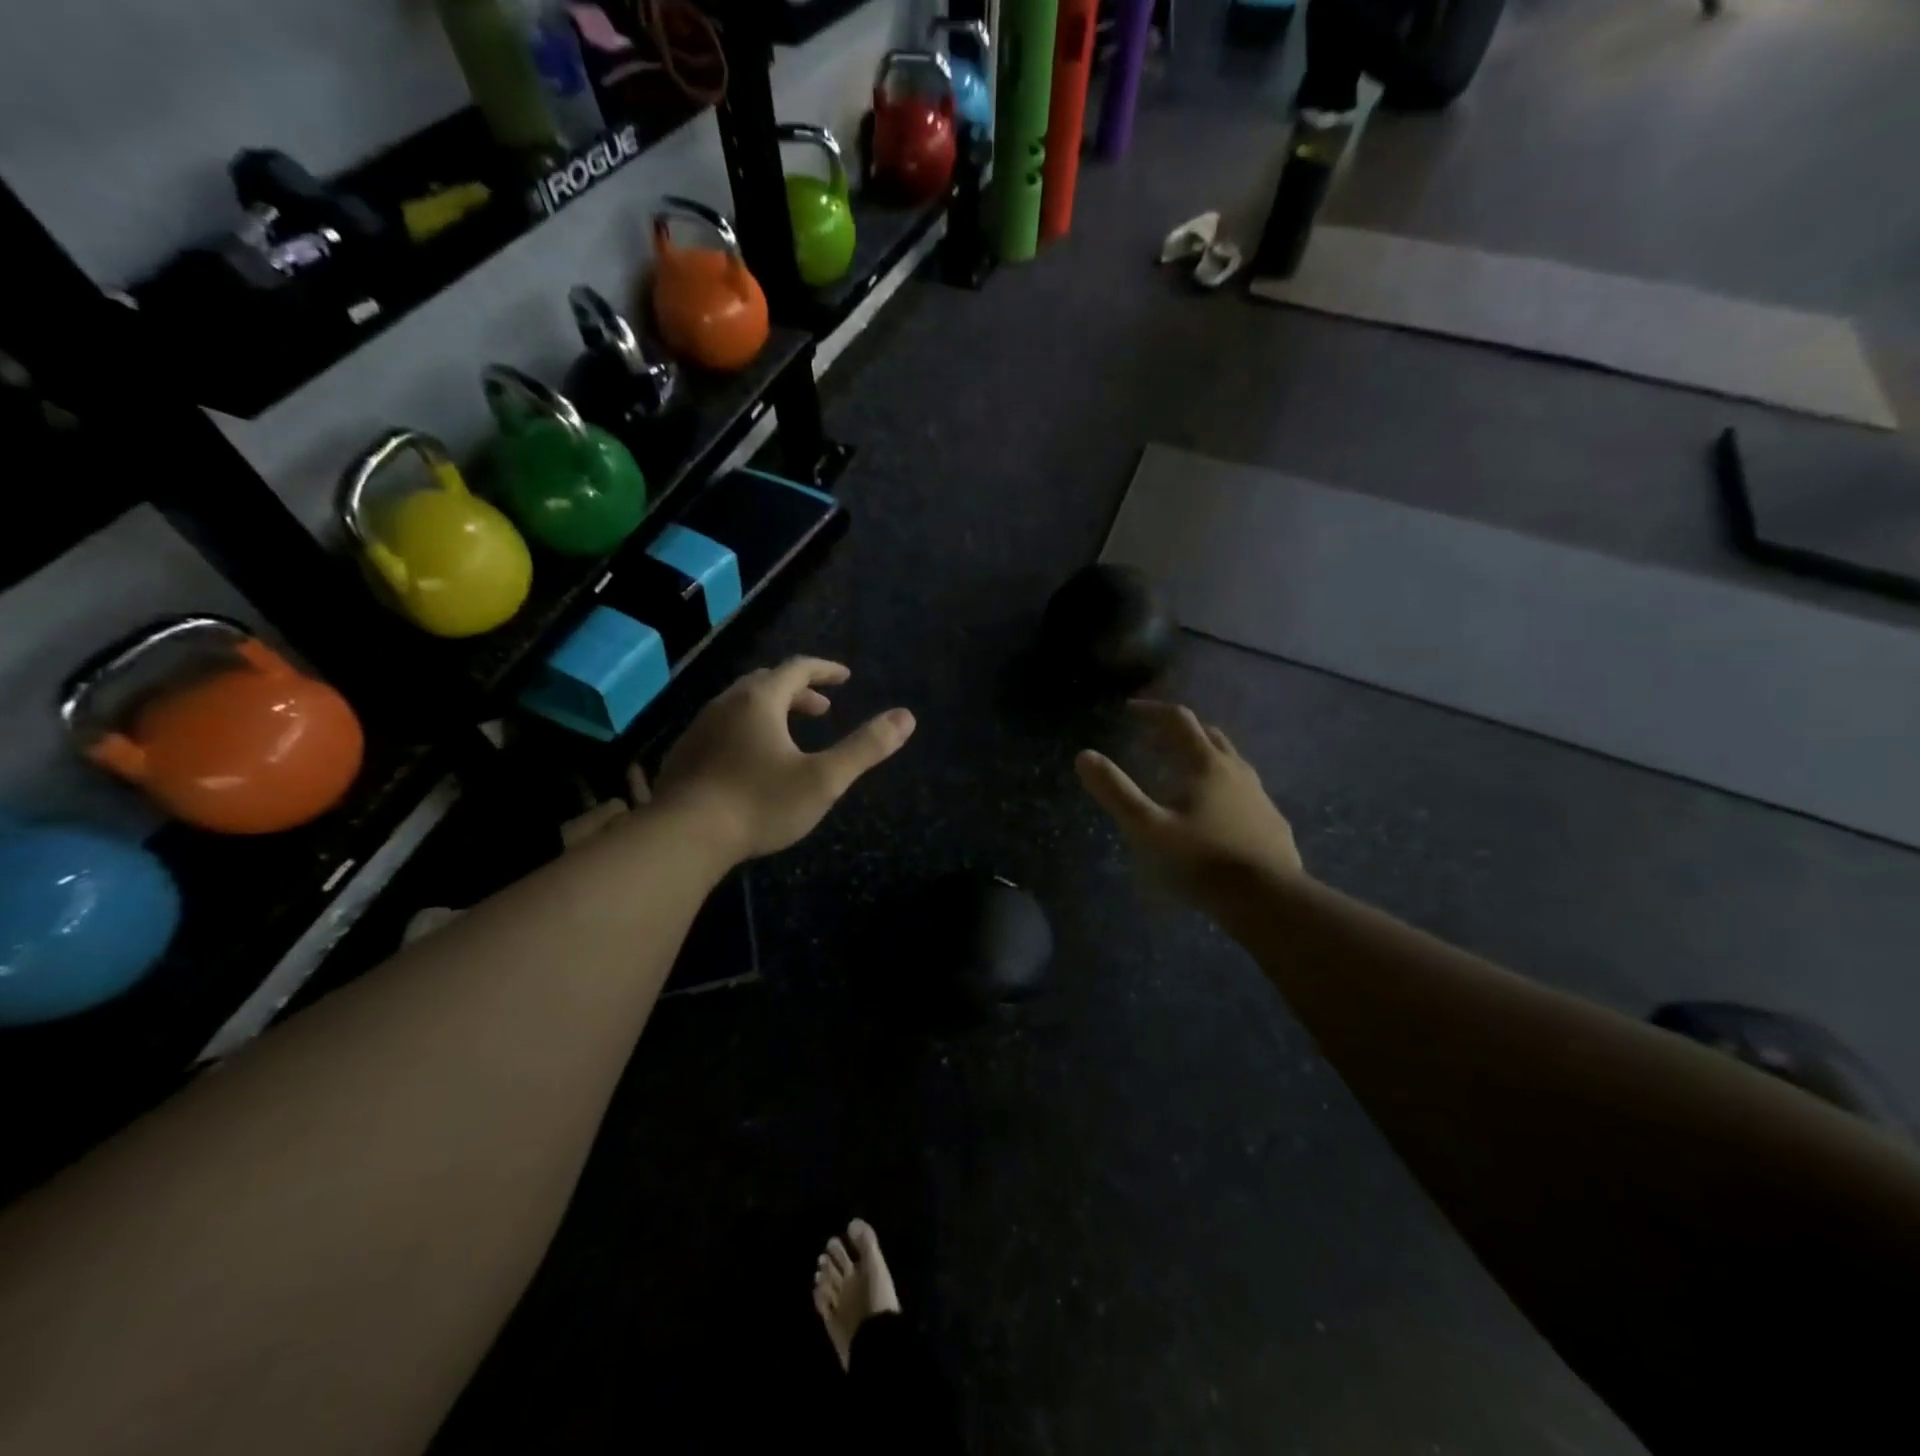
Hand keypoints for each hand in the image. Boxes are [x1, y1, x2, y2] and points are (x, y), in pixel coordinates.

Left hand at [653, 657, 915, 861]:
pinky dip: (746, 730)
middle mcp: (726, 704)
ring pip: (740, 705)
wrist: (684, 837)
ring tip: (789, 735)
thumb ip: (866, 747)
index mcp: (760, 700)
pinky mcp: (683, 755)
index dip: (825, 669)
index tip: (845, 677)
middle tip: (821, 710)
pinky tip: (750, 761)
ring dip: (771, 710)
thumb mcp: (824, 778)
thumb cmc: (760, 803)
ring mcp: (699, 728)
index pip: (797, 668)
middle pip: (766, 683)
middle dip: (798, 691)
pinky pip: (721, 727)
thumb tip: (906, 717)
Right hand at [1075, 701, 1302, 899]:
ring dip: (1203, 757)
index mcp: (1206, 765)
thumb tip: (1084, 756)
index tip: (1130, 709)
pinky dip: (1221, 787)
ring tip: (1181, 775)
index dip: (1152, 710)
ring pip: (1230, 762)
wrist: (1270, 900)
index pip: (1178, 721)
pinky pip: (1244, 791)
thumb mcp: (1149, 829)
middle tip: (1153, 741)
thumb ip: (1116, 792)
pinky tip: (1214, 813)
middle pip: (1208, 735)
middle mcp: (1237, 770)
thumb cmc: (1203, 861)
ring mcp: (1259, 796)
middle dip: (1179, 731)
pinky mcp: (1272, 822)